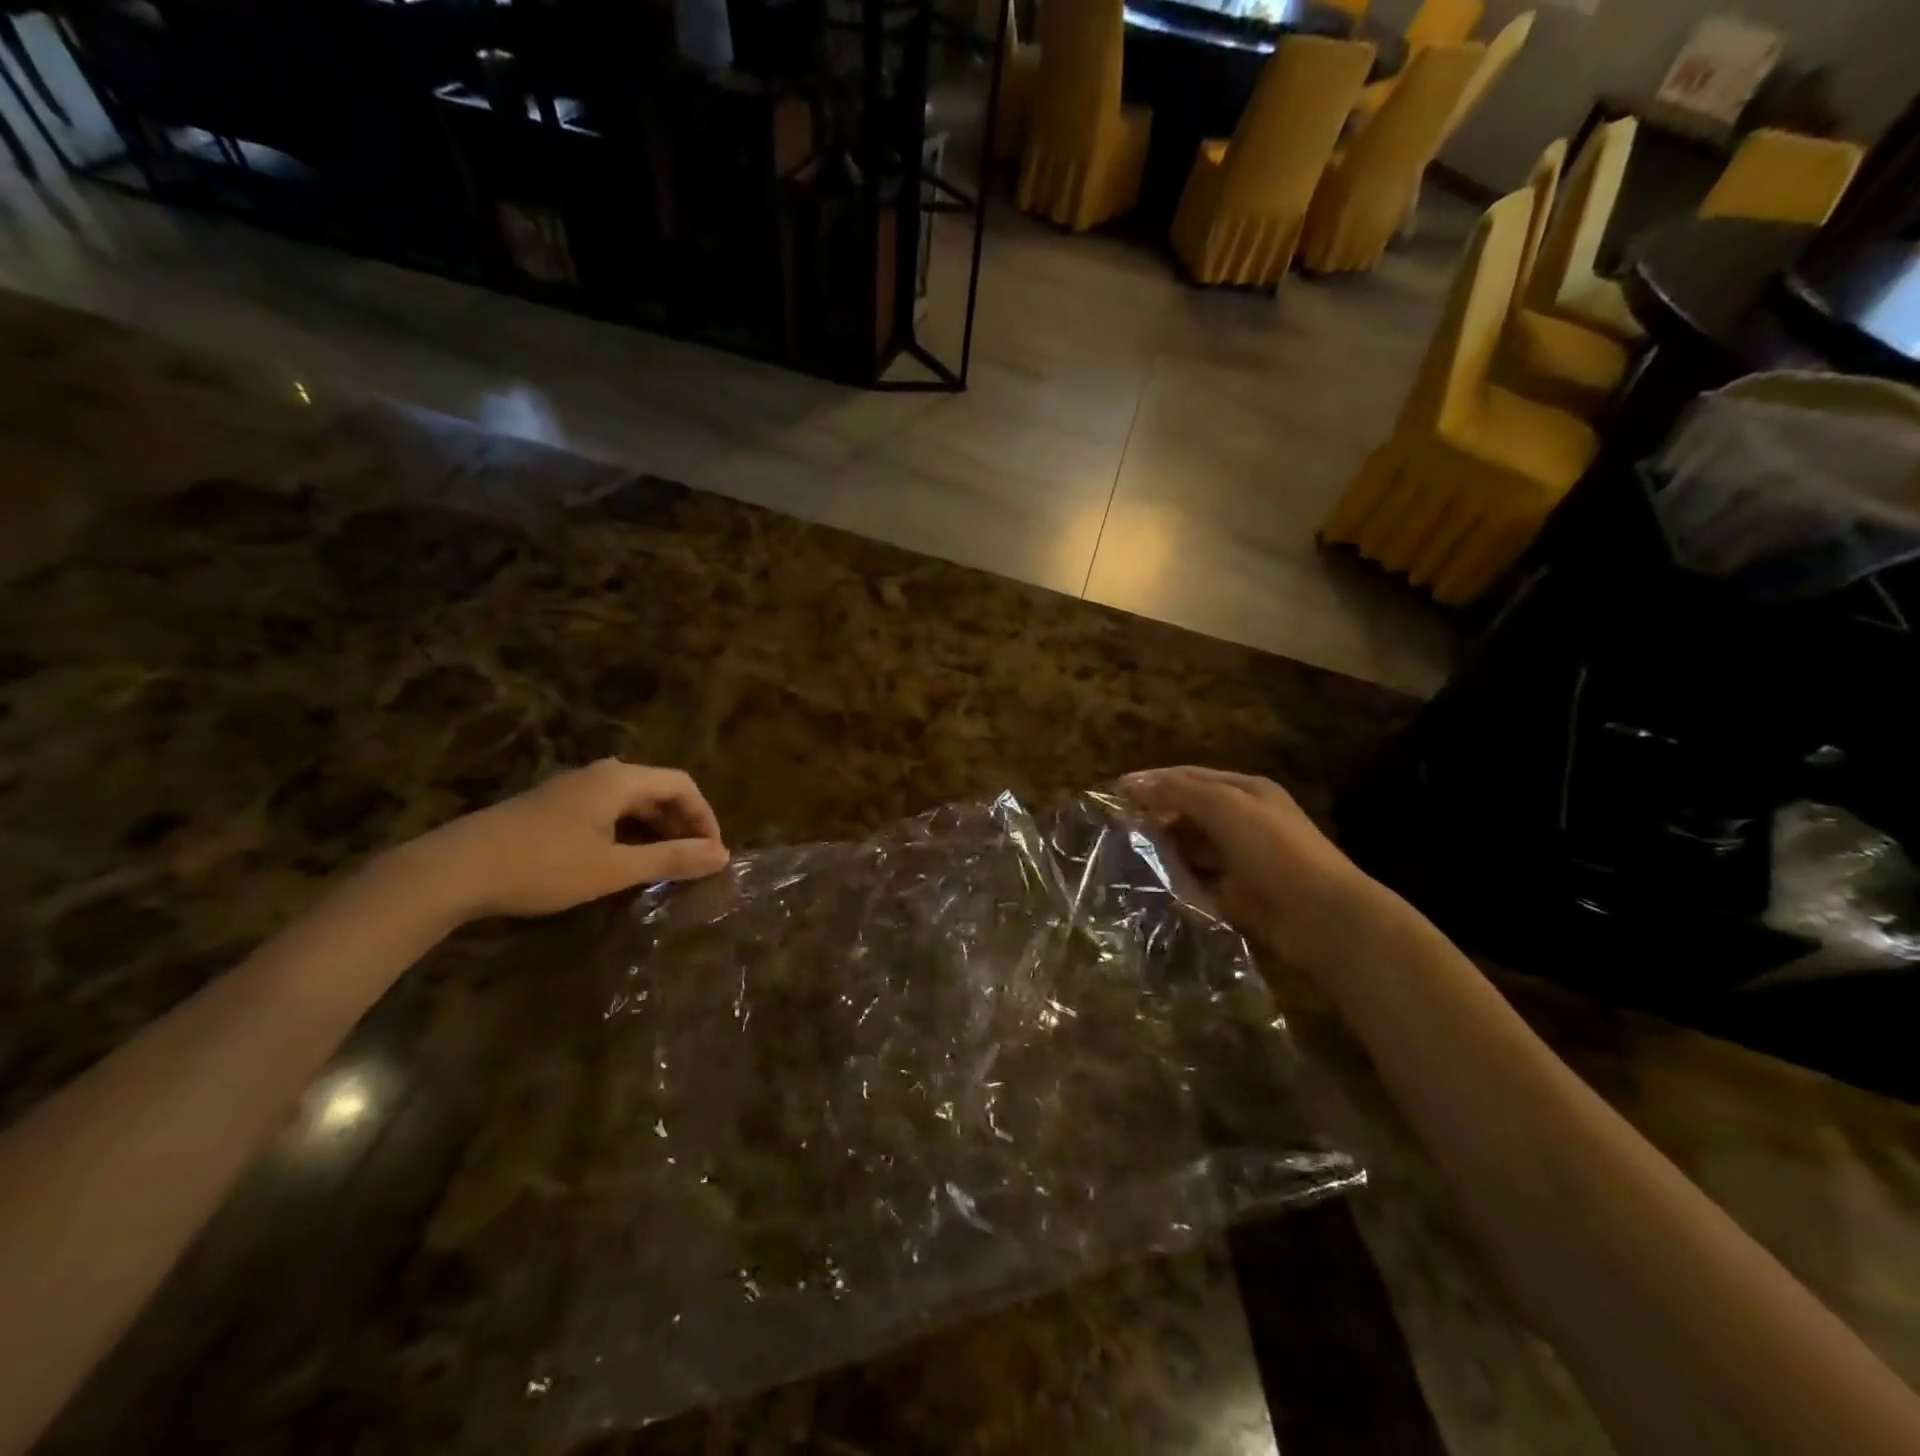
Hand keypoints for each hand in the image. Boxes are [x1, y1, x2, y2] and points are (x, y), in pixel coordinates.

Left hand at [391, 760, 728, 923]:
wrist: (451, 871)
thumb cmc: (542, 866)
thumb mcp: (613, 868)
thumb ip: (670, 859)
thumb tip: (721, 856)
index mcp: (619, 779)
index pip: (682, 784)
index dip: (705, 817)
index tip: (712, 853)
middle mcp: (600, 774)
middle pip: (658, 790)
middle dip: (683, 824)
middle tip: (693, 862)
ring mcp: (572, 789)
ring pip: (632, 801)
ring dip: (656, 829)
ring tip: (665, 864)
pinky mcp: (552, 807)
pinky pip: (608, 810)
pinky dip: (629, 831)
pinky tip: (623, 860)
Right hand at [1122, 767, 1384, 972]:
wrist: (1321, 917)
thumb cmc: (1274, 850)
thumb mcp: (1225, 808)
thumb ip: (1177, 792)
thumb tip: (1129, 782)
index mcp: (1245, 791)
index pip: (1189, 777)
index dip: (1153, 781)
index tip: (1114, 793)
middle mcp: (1243, 820)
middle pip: (1189, 811)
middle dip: (1154, 816)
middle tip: (1115, 828)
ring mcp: (1240, 859)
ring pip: (1191, 847)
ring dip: (1162, 849)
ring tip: (1123, 855)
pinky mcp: (1237, 894)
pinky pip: (1198, 881)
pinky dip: (1176, 880)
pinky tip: (1149, 882)